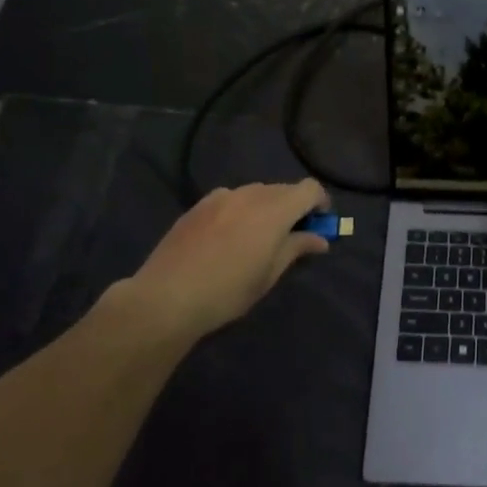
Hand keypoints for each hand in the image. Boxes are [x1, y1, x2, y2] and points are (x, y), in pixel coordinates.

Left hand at [103, 179, 331, 343]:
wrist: (166, 297)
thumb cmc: (227, 291)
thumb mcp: (269, 275)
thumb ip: (296, 248)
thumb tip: (320, 239)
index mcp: (273, 209)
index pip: (309, 189)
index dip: (320, 203)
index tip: (319, 224)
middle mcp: (249, 194)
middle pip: (283, 189)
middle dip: (294, 207)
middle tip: (291, 236)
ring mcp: (220, 197)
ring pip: (256, 193)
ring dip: (266, 208)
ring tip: (257, 238)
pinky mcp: (198, 205)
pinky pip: (231, 199)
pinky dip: (241, 210)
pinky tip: (228, 238)